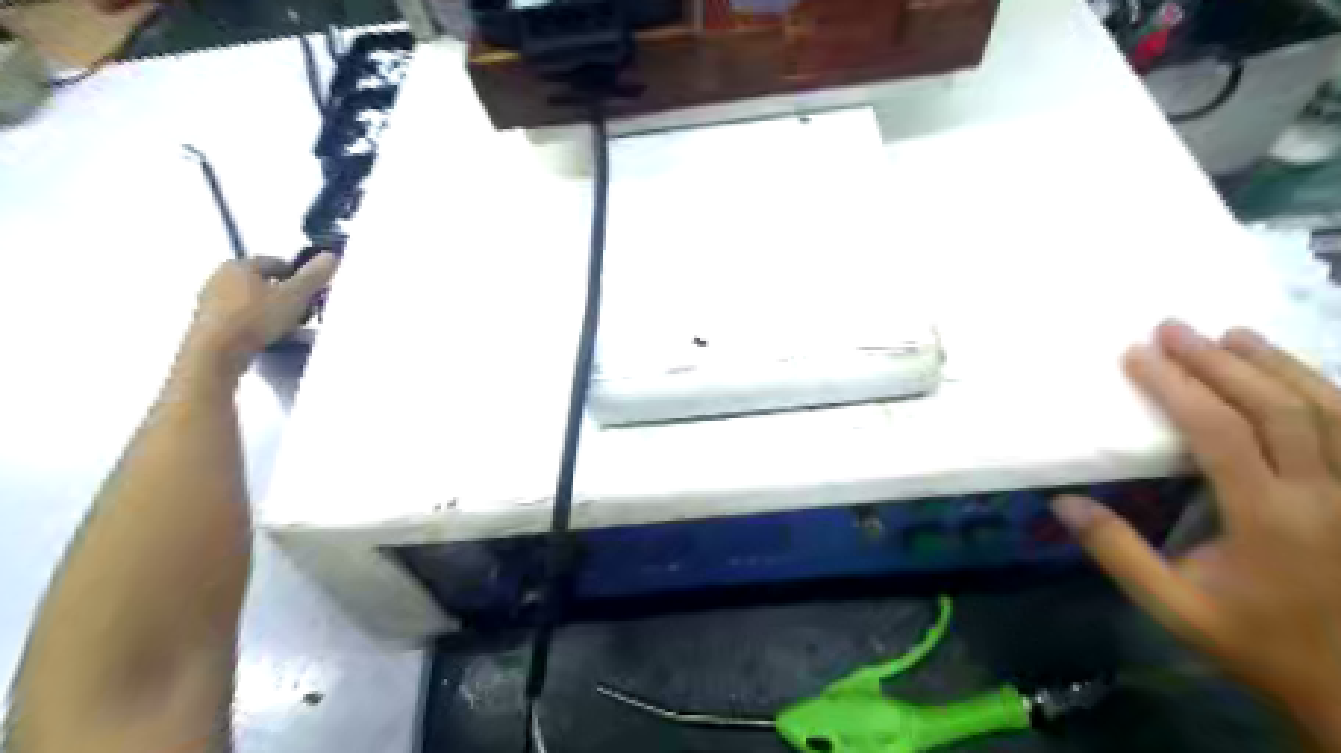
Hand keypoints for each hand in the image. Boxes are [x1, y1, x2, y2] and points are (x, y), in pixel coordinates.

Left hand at [184, 254, 341, 372]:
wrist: (215, 352)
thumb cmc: (256, 318)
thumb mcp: (294, 297)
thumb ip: (313, 276)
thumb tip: (331, 255)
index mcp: (241, 264)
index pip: (276, 262)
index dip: (298, 275)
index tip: (313, 292)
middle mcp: (221, 275)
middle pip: (262, 280)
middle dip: (283, 292)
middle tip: (302, 310)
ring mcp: (210, 298)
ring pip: (250, 298)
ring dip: (269, 307)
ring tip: (286, 325)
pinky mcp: (207, 320)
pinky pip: (239, 314)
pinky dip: (254, 320)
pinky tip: (266, 334)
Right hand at [1054, 322, 1339, 742]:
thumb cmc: (1257, 641)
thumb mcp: (1175, 607)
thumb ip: (1118, 553)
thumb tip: (1063, 502)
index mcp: (1269, 519)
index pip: (1219, 432)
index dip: (1176, 387)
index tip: (1137, 355)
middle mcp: (1325, 495)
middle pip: (1275, 407)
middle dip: (1218, 361)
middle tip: (1174, 327)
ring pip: (1328, 409)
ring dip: (1276, 365)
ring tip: (1231, 334)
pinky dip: (1325, 389)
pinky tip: (1295, 371)